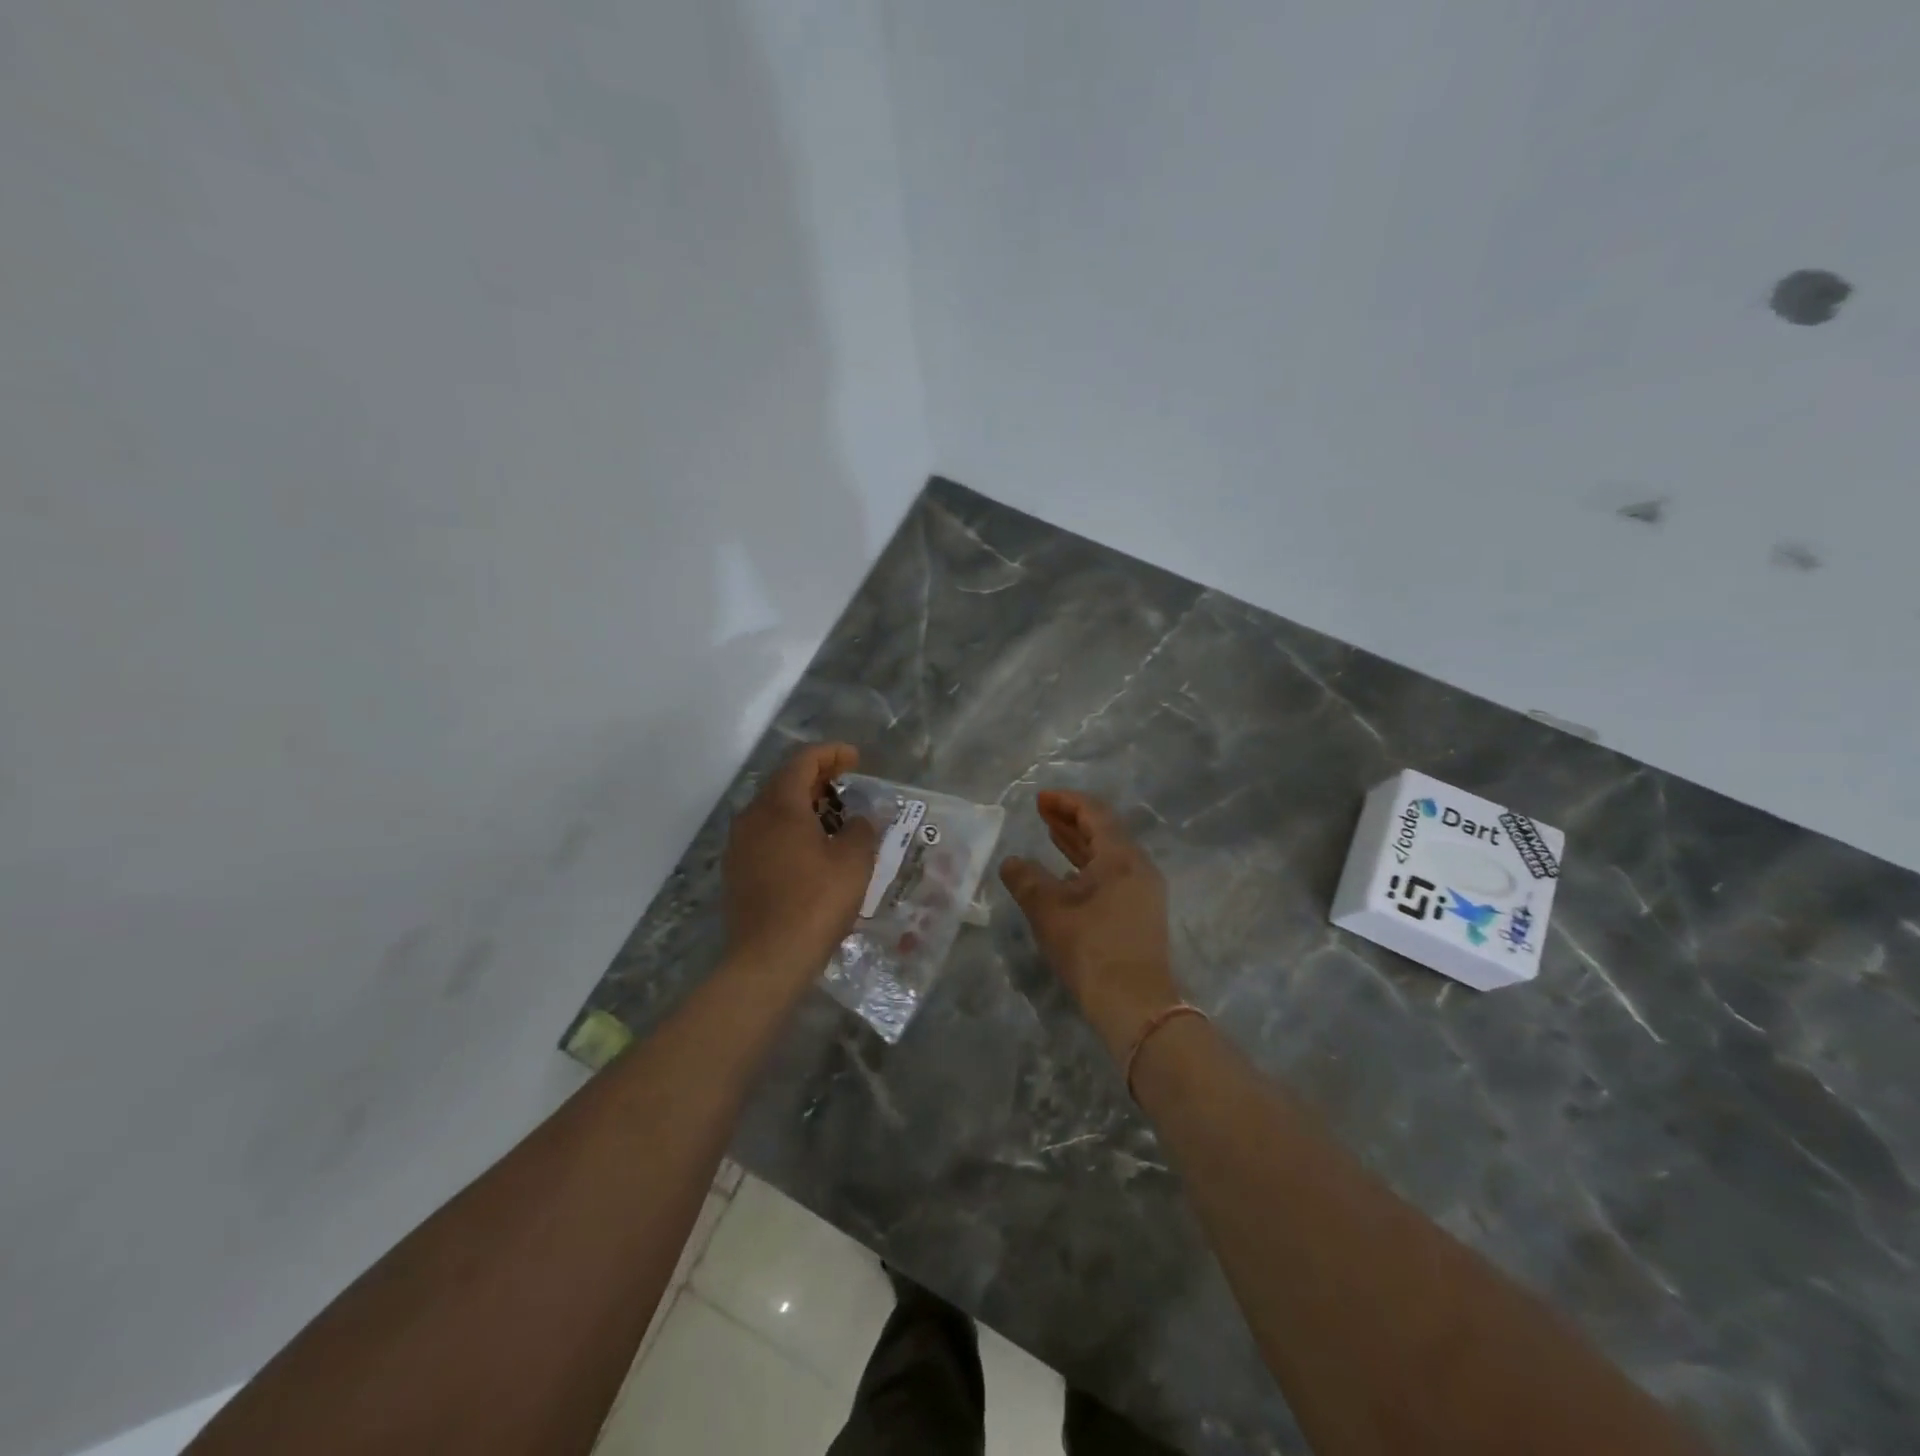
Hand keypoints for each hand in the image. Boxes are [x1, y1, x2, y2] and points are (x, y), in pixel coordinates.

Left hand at [722, 743, 879, 985]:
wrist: (768, 959)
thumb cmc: (816, 902)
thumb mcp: (854, 862)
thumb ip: (861, 829)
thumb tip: (858, 820)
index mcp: (779, 805)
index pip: (803, 761)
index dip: (831, 754)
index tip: (855, 759)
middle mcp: (752, 817)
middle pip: (784, 782)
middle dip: (817, 778)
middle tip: (846, 784)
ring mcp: (739, 845)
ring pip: (772, 810)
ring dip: (802, 806)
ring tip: (832, 818)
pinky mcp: (736, 871)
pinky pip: (765, 835)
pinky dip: (789, 830)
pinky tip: (809, 850)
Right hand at [1000, 790, 1182, 1059]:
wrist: (1134, 1004)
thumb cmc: (1090, 947)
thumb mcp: (1048, 909)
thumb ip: (1026, 879)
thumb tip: (1011, 862)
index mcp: (1121, 856)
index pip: (1095, 813)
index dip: (1066, 802)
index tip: (1039, 799)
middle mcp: (1138, 867)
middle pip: (1105, 831)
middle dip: (1072, 820)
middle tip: (1042, 812)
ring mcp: (1143, 892)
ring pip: (1108, 855)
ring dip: (1079, 844)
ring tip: (1051, 835)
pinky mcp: (1141, 914)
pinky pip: (1113, 876)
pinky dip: (1088, 867)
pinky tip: (1067, 877)